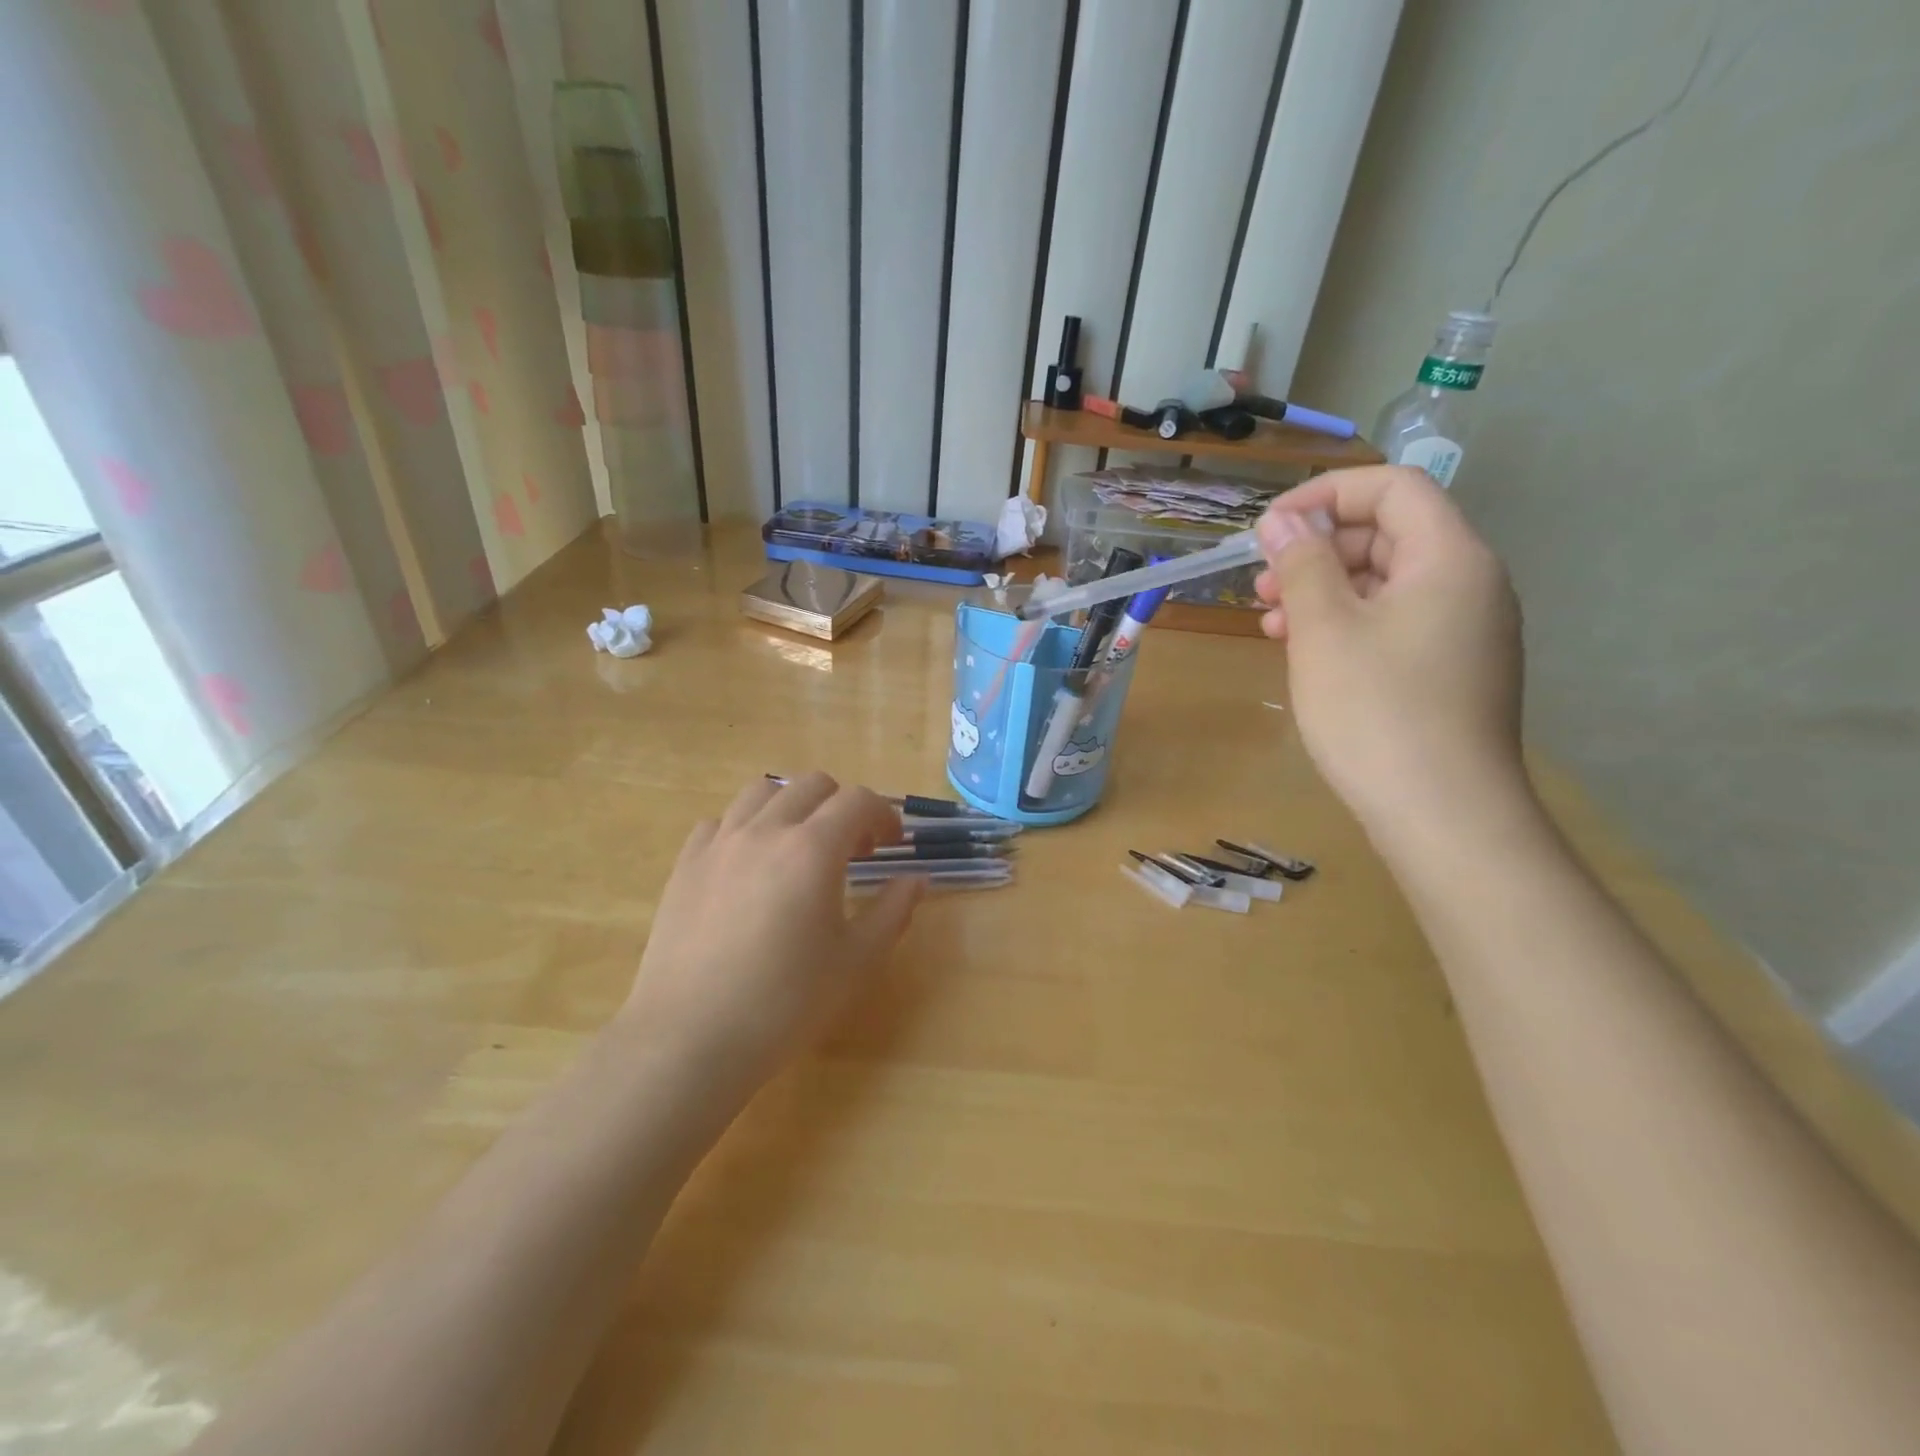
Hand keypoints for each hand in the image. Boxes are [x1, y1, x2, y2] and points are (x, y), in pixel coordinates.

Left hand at [618, 774, 921, 1095]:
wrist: (690, 1038)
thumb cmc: (784, 1002)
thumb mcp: (855, 961)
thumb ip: (893, 911)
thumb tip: (916, 879)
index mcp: (813, 849)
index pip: (858, 800)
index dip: (883, 814)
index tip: (892, 844)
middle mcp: (766, 830)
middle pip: (812, 785)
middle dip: (842, 805)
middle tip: (852, 849)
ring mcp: (720, 843)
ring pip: (762, 792)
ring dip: (792, 806)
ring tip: (799, 846)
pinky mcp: (686, 864)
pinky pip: (721, 821)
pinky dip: (746, 827)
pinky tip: (749, 865)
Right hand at [1254, 466, 1526, 842]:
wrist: (1444, 815)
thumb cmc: (1377, 712)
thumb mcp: (1324, 630)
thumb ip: (1302, 565)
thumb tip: (1282, 521)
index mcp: (1449, 558)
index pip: (1392, 488)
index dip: (1325, 494)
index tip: (1269, 529)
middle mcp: (1469, 583)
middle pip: (1388, 534)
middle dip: (1317, 549)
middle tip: (1262, 584)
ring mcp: (1464, 631)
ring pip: (1385, 584)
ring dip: (1324, 591)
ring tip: (1270, 623)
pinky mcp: (1450, 671)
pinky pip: (1394, 624)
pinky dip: (1347, 626)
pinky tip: (1305, 654)